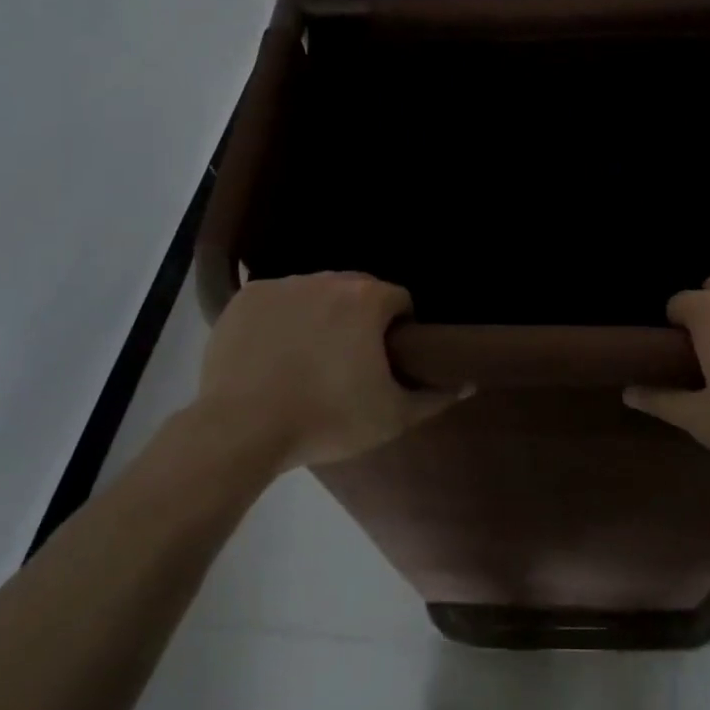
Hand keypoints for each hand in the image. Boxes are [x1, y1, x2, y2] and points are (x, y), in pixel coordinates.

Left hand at [196, 272, 467, 471]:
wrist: (241, 430)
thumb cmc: (326, 420)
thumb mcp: (391, 417)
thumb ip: (435, 397)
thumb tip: (468, 382)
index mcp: (367, 299)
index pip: (399, 301)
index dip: (399, 330)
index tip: (386, 360)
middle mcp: (328, 279)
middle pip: (357, 291)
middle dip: (359, 319)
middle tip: (348, 362)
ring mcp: (284, 285)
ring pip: (315, 293)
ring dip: (320, 315)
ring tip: (307, 358)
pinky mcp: (246, 297)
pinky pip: (276, 301)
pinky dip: (280, 319)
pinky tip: (272, 353)